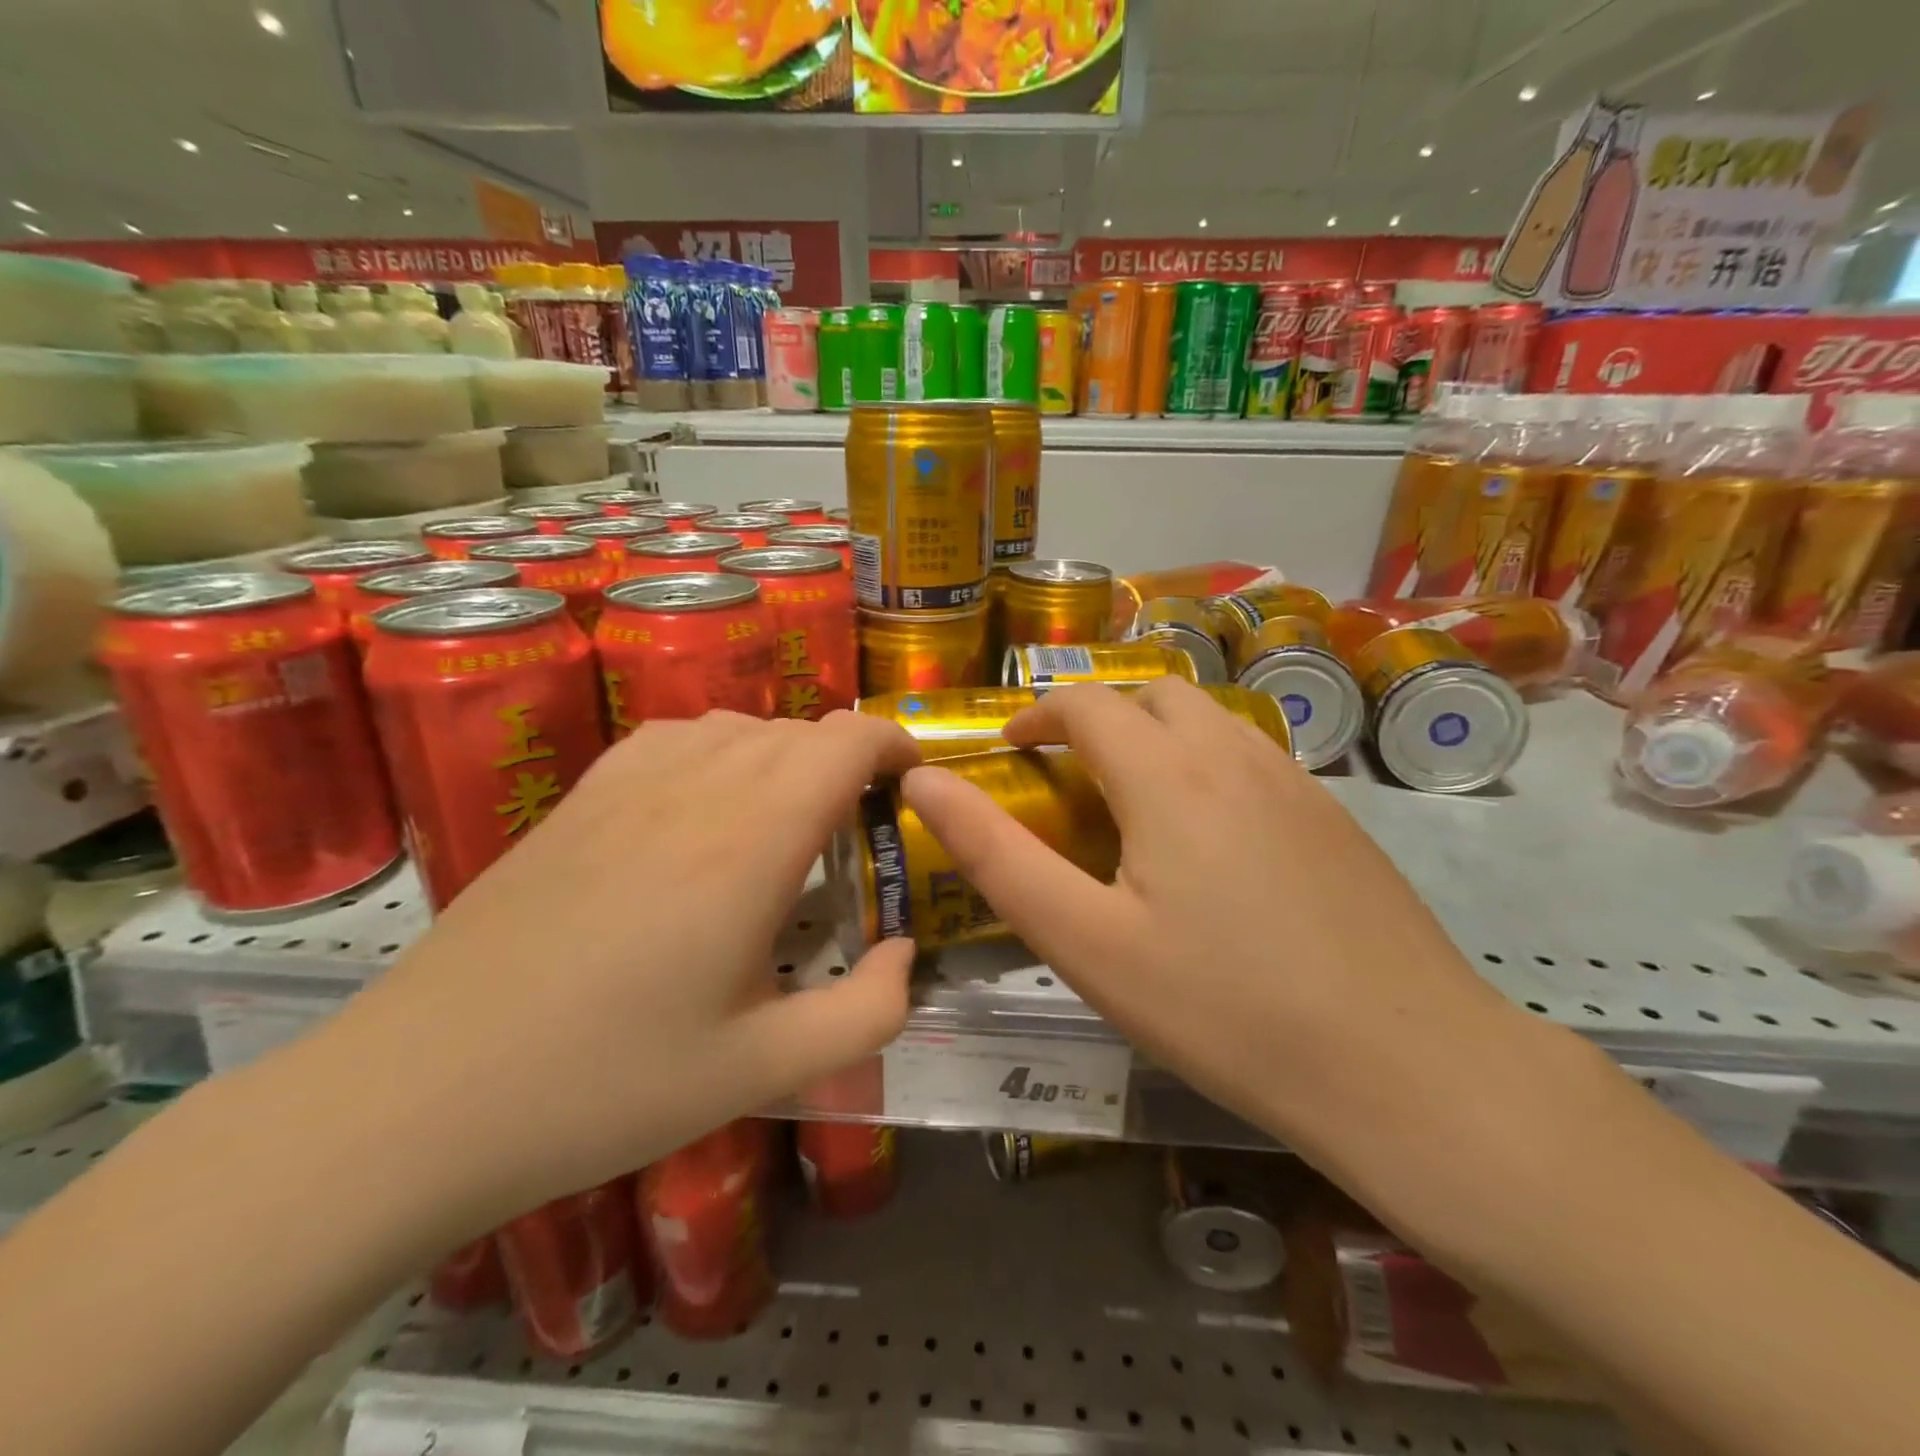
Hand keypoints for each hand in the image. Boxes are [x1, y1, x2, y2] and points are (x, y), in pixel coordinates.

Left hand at [329, 710, 919, 1222]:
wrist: (420, 1097)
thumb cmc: (607, 1086)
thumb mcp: (763, 1070)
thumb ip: (866, 1013)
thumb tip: (903, 954)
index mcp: (750, 843)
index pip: (844, 741)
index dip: (893, 744)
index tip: (912, 781)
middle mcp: (695, 788)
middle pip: (798, 731)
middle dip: (847, 762)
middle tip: (858, 830)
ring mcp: (627, 783)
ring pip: (738, 725)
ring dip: (785, 756)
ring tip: (788, 820)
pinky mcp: (579, 797)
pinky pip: (676, 736)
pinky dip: (720, 750)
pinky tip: (706, 807)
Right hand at [900, 679, 1521, 1165]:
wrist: (1408, 1067)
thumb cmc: (1223, 1008)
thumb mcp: (1086, 941)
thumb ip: (997, 855)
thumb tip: (924, 782)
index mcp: (1166, 774)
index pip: (1087, 703)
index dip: (1038, 714)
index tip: (1010, 750)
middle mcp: (1233, 754)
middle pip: (1152, 695)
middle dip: (1097, 715)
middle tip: (1065, 771)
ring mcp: (1296, 782)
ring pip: (1209, 719)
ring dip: (1155, 733)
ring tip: (1129, 796)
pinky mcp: (1335, 817)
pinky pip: (1252, 756)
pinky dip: (1205, 762)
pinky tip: (1209, 835)